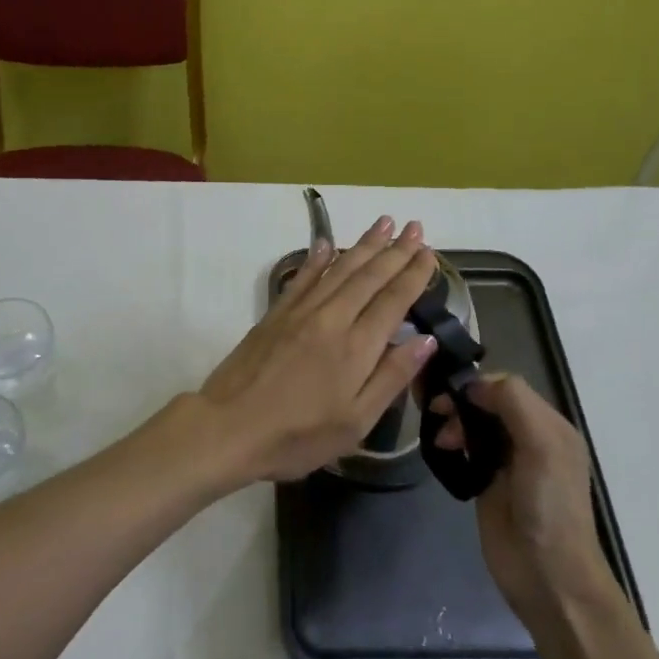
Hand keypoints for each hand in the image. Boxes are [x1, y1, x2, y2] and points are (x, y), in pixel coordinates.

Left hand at [199, 216, 439, 482]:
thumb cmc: (298, 435)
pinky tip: (327, 243)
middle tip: (415, 227)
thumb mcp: (356, 421)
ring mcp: (300, 312)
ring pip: (338, 269)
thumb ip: (391, 377)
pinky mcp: (275, 314)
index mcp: (357, 347)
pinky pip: (303, 277)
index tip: (429, 253)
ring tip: (383, 222)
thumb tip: (425, 339)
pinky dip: (317, 258)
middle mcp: (332, 318)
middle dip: (395, 250)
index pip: (393, 300)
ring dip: (363, 244)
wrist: (229, 427)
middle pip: (369, 276)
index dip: (413, 275)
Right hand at [431, 374, 617, 623]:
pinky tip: (442, 450)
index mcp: (549, 424)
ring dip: (453, 422)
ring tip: (441, 441)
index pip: (506, 385)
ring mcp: (507, 460)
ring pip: (474, 422)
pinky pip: (466, 448)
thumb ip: (513, 404)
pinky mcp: (487, 481)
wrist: (547, 577)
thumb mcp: (542, 446)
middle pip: (487, 401)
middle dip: (460, 402)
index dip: (476, 384)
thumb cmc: (549, 508)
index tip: (449, 394)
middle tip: (436, 413)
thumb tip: (472, 386)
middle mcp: (529, 436)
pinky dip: (452, 442)